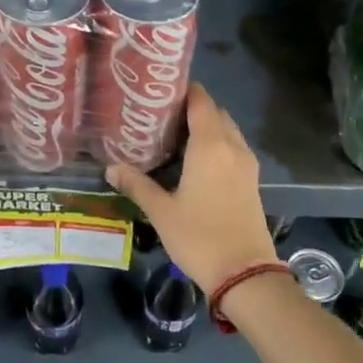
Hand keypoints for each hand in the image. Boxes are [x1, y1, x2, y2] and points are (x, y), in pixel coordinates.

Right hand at [106, 83, 275, 294]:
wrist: (245, 273)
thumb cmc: (199, 237)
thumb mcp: (161, 211)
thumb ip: (137, 185)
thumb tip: (111, 168)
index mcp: (210, 145)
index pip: (200, 101)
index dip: (183, 90)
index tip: (160, 91)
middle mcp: (232, 146)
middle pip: (215, 112)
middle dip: (192, 108)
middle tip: (160, 115)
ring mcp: (246, 164)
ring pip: (227, 130)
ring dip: (207, 126)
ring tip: (175, 136)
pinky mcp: (251, 181)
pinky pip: (233, 148)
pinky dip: (217, 144)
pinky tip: (195, 161)